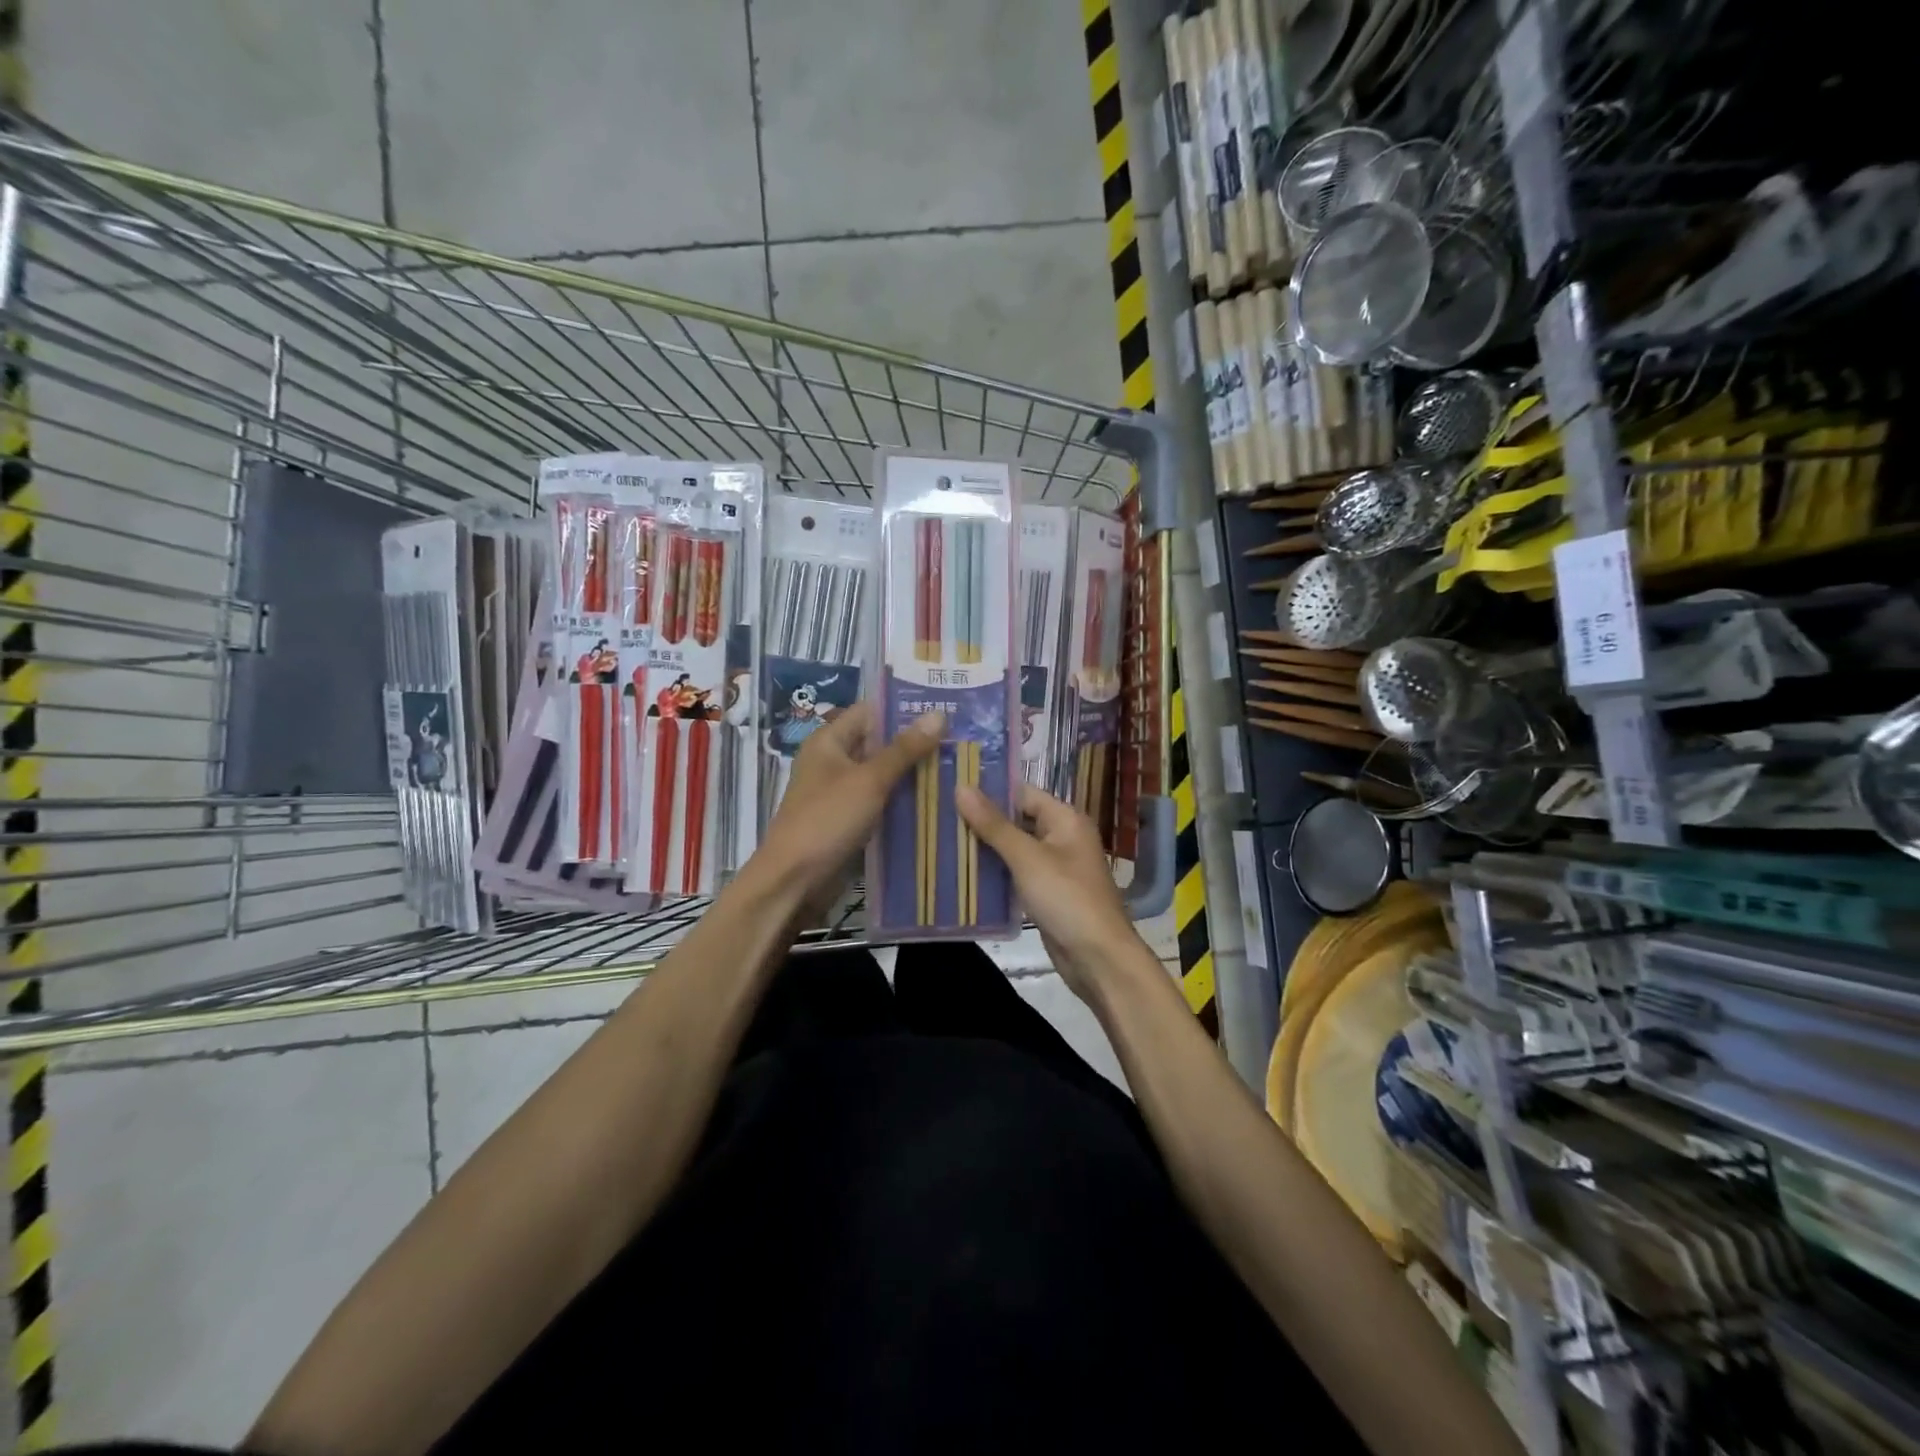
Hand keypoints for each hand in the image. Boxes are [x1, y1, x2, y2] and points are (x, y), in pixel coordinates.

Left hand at [752, 703, 944, 914]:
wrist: (794, 881)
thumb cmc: (827, 820)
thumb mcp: (869, 780)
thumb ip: (904, 749)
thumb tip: (939, 714)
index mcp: (828, 741)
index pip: (870, 711)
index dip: (904, 708)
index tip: (945, 708)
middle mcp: (832, 761)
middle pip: (878, 743)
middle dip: (915, 743)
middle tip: (961, 739)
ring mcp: (840, 792)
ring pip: (882, 774)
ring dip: (912, 773)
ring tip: (957, 766)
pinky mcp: (848, 819)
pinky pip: (880, 801)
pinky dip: (902, 799)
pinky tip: (936, 800)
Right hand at [955, 782, 1146, 1003]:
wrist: (1098, 958)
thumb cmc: (1066, 898)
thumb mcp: (1026, 858)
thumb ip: (993, 824)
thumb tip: (961, 787)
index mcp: (1065, 819)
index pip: (1022, 793)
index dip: (989, 791)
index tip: (951, 790)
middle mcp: (1063, 837)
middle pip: (1018, 820)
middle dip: (983, 821)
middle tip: (940, 817)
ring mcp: (1056, 867)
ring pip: (1015, 849)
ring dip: (986, 848)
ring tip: (944, 841)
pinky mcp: (1047, 893)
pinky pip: (1017, 873)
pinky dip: (996, 872)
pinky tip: (964, 873)